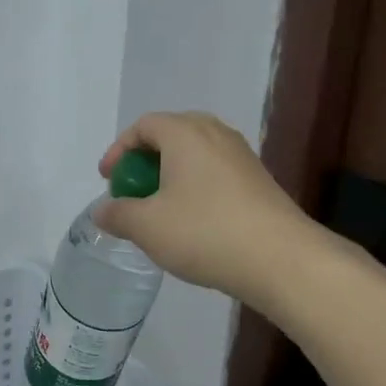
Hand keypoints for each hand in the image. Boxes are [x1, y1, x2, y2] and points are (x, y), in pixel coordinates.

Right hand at [94, 111, 312, 309]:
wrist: (282, 259)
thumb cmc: (205, 232)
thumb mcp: (147, 226)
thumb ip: (117, 214)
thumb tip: (103, 210)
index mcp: (185, 133)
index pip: (143, 126)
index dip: (119, 150)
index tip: (108, 180)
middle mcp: (215, 133)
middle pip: (171, 134)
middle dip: (146, 160)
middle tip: (134, 189)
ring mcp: (241, 155)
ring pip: (195, 154)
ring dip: (171, 175)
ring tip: (160, 208)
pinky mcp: (259, 180)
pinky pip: (215, 172)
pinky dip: (195, 186)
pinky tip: (193, 221)